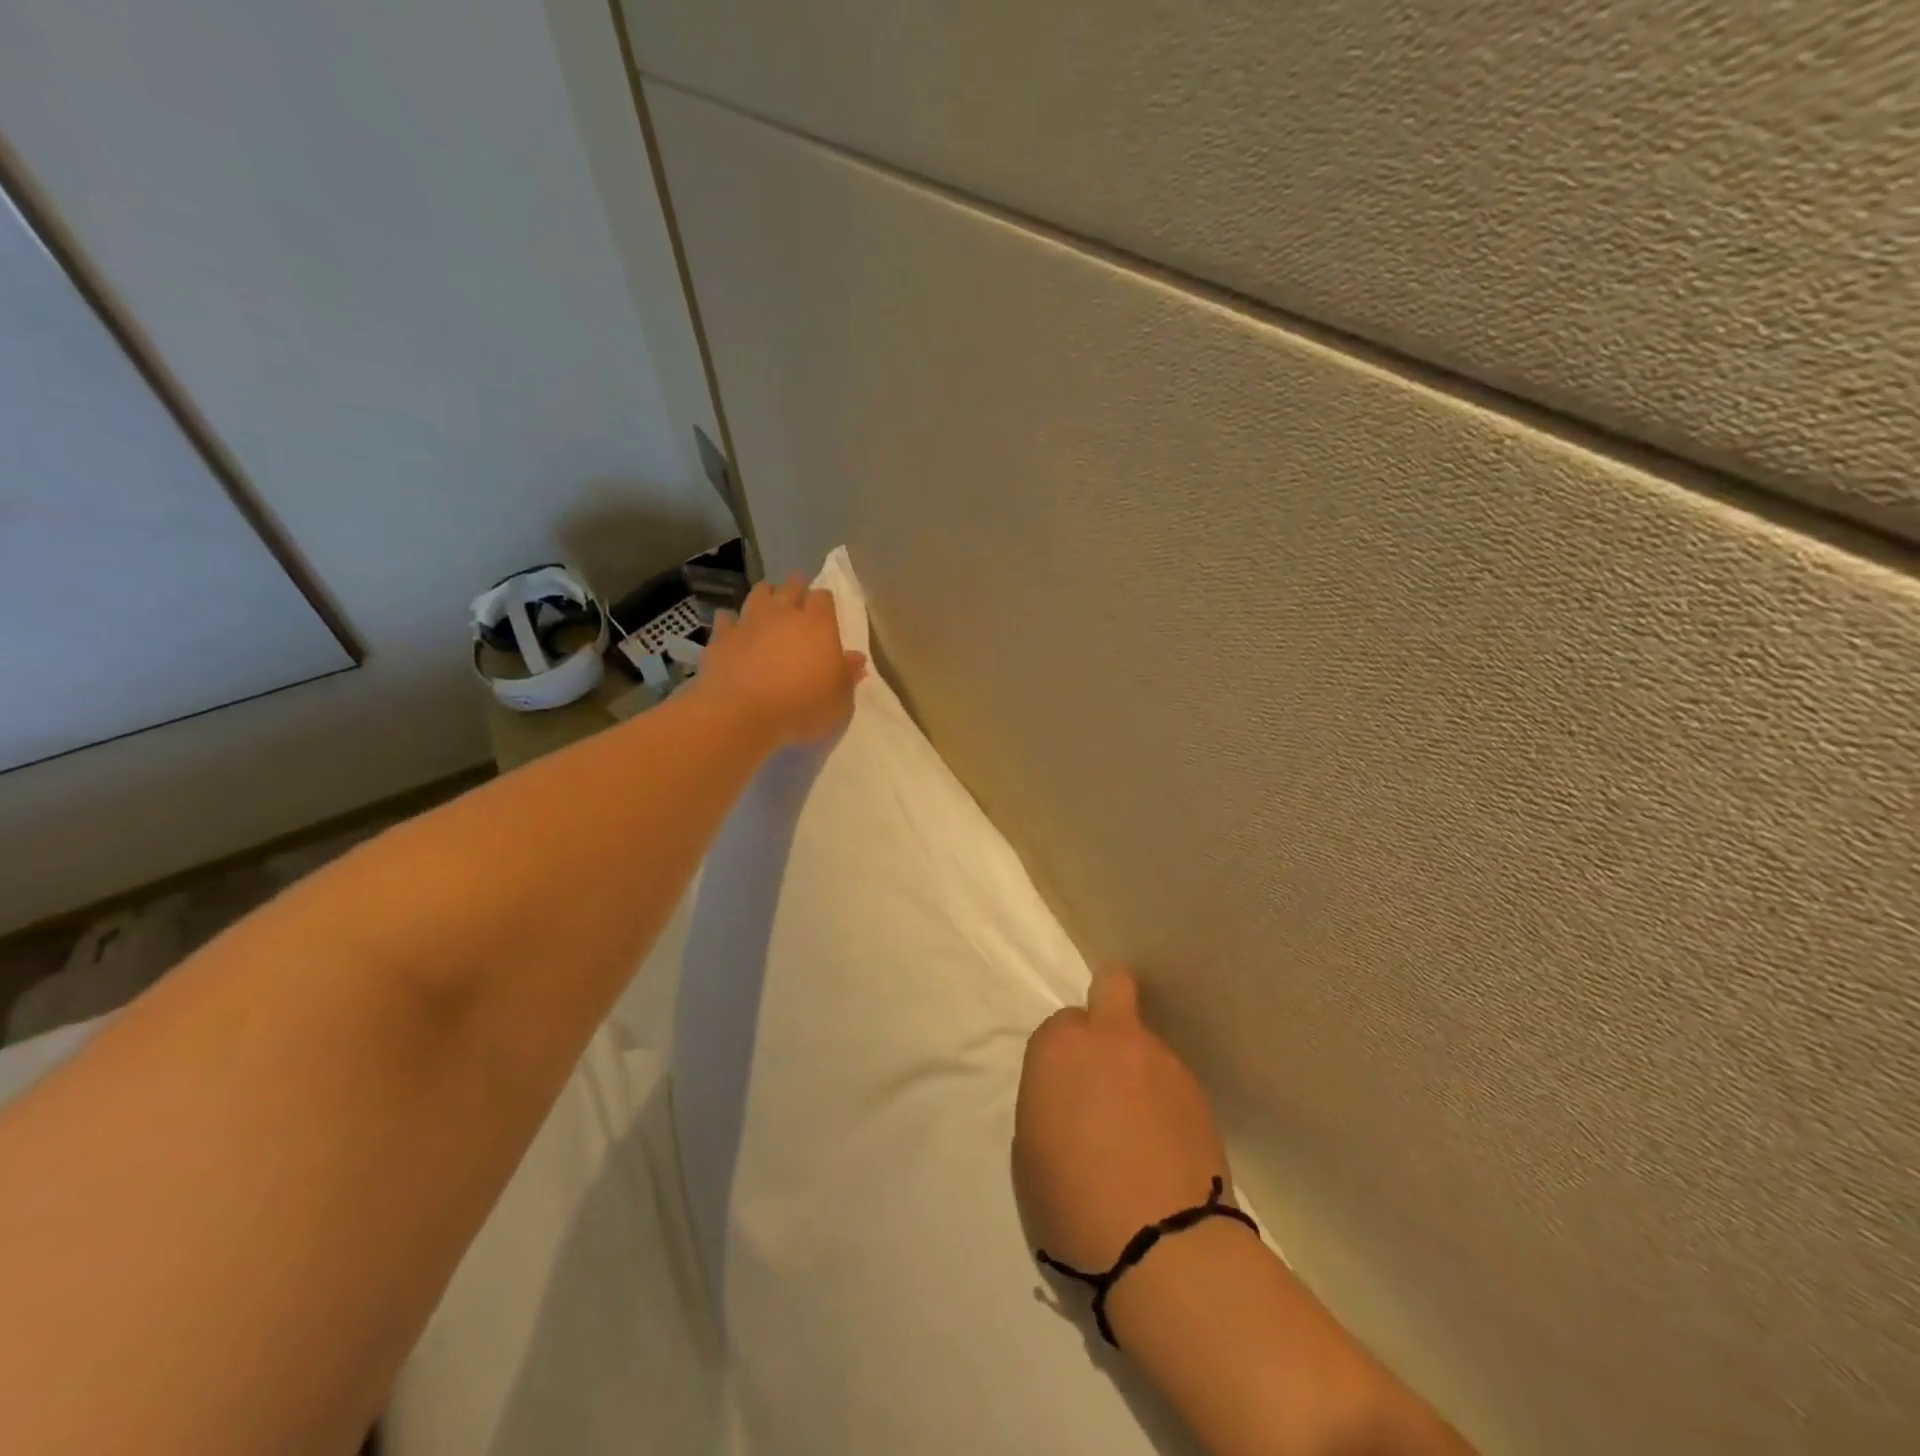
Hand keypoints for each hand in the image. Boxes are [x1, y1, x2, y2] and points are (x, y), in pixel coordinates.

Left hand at [697, 573, 866, 747]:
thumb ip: (848, 676)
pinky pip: (726, 619)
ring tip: (768, 607)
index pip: (823, 597)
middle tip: (798, 598)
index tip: (825, 613)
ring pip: (758, 594)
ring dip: (765, 597)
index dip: (824, 603)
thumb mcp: (840, 701)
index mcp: (818, 625)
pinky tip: (734, 630)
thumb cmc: (802, 707)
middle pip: (791, 586)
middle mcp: (784, 614)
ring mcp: (749, 622)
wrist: (742, 714)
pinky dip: (731, 622)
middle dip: (796, 588)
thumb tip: (856, 658)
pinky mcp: (721, 637)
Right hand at [1013, 968, 1234, 1274]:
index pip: (1060, 1024)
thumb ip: (1048, 1102)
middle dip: (1108, 1002)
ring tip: (1140, 1128)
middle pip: (1113, 985)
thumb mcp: (1030, 1151)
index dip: (1062, 1055)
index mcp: (1061, 1046)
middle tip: (1106, 1056)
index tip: (1064, 1091)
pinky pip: (1171, 1080)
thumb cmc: (1072, 1202)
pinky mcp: (1199, 1092)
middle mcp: (1112, 1038)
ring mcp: (1162, 1060)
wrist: (1162, 1246)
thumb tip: (1072, 1098)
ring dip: (1138, 1067)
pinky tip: (1164, 1146)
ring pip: (1145, 1043)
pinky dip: (1165, 1100)